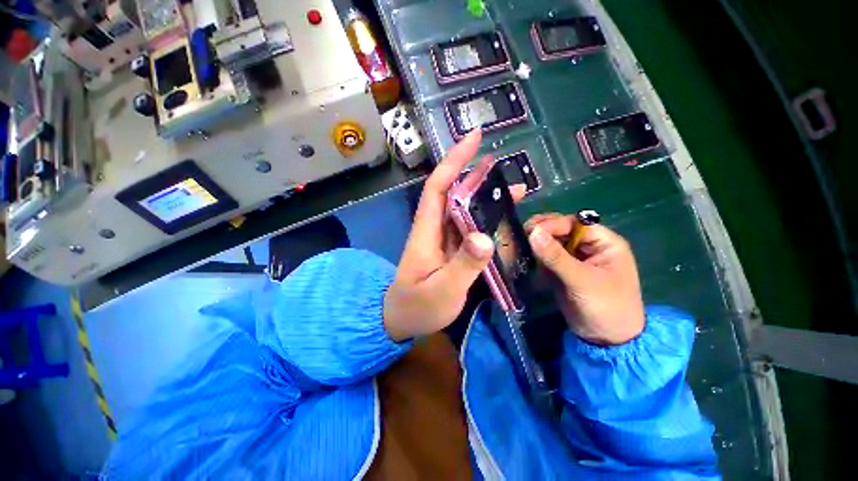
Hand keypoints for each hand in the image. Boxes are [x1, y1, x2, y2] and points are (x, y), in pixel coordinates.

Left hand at [384, 129, 525, 340]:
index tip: (474, 138)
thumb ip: (463, 266)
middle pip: (454, 193)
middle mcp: (435, 229)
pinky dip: (486, 219)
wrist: (402, 319)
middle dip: (476, 175)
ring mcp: (444, 239)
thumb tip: (485, 238)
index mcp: (427, 231)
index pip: (438, 186)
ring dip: (486, 197)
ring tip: (515, 190)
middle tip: (503, 165)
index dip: (454, 161)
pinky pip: (470, 228)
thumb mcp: (442, 291)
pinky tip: (503, 220)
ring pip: (464, 210)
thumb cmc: (417, 306)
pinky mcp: (451, 250)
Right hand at [524, 214, 644, 345]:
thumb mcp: (582, 280)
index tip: (531, 230)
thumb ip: (556, 256)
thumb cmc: (605, 307)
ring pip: (552, 242)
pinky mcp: (563, 270)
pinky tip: (524, 254)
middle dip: (543, 230)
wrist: (606, 340)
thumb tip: (533, 232)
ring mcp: (574, 258)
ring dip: (536, 241)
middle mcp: (589, 246)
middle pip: (562, 230)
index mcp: (604, 243)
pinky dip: (535, 254)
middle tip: (522, 234)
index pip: (576, 223)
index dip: (553, 224)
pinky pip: (547, 256)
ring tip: (519, 243)